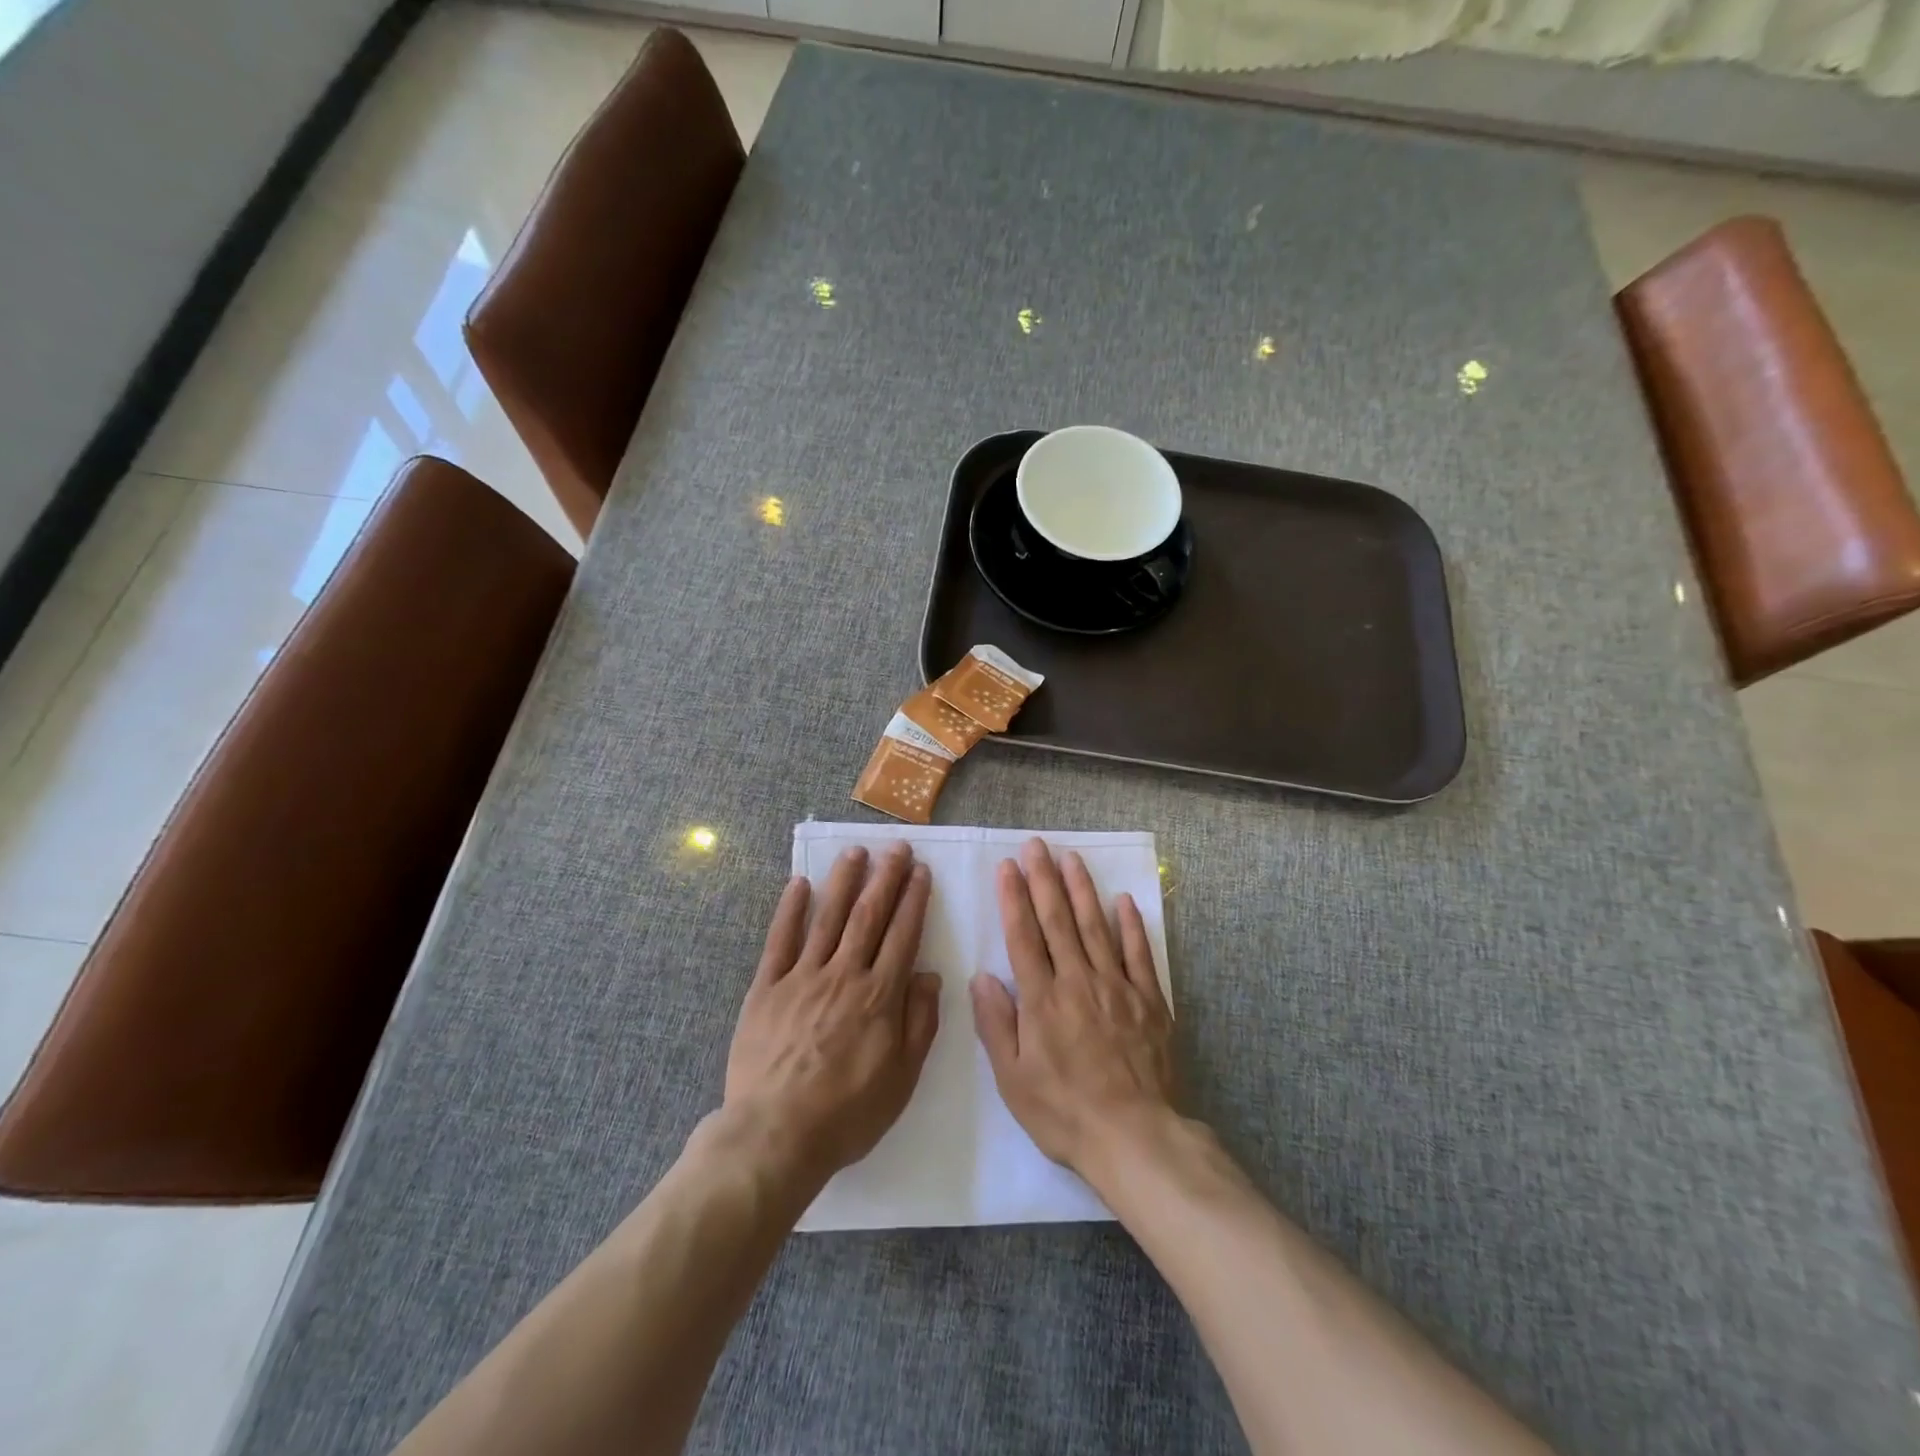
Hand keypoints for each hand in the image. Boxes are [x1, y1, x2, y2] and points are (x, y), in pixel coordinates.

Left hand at [724, 843, 940, 1184]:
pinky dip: (790, 910)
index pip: (902, 935)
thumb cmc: (847, 1113)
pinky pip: (780, 941)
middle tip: (897, 848)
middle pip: (868, 916)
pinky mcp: (766, 988)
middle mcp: (844, 975)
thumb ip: (919, 1023)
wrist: (775, 1135)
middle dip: (885, 878)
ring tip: (855, 851)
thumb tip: (930, 975)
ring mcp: (802, 977)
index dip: (913, 900)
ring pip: (827, 918)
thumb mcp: (902, 1079)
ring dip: (843, 881)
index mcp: (879, 996)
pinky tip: (798, 884)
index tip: (921, 872)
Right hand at [970, 839, 1176, 1180]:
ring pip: (1096, 927)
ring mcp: (1117, 987)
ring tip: (1071, 858)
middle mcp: (1078, 981)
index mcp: (1042, 999)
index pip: (1023, 936)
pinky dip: (1131, 925)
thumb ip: (996, 1024)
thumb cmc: (1063, 1111)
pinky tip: (1123, 900)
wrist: (1134, 1137)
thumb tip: (982, 977)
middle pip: (1058, 921)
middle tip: (1036, 845)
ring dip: (1082, 889)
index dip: (1014, 898)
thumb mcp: (1013, 1079)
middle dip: (1044, 879)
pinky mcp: (1149, 1000)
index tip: (1008, 867)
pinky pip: (1138, 954)